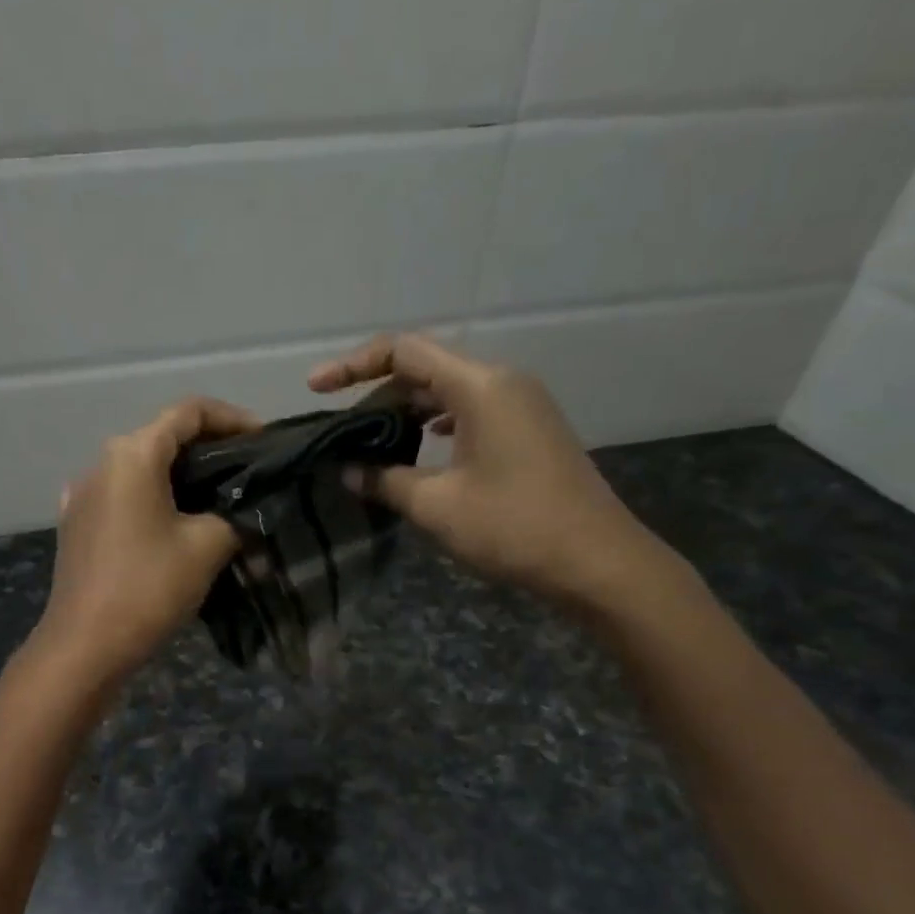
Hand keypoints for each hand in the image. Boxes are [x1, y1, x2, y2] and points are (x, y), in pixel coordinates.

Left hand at [29, 396, 259, 689]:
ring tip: (218, 501)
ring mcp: (83, 494)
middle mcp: (101, 463)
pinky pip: (123, 497)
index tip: (264, 441)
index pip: (189, 411)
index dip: (233, 419)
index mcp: (132, 454)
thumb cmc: (148, 587)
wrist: (85, 645)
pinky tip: (174, 526)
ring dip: (180, 477)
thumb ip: (232, 516)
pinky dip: (154, 500)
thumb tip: (236, 514)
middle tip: (247, 474)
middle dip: (209, 450)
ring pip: (142, 469)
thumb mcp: (207, 546)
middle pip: (162, 437)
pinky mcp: (77, 524)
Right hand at [308, 334, 666, 607]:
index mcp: (479, 386)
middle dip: (377, 395)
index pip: (404, 351)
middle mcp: (502, 382)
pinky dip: (435, 425)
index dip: (353, 365)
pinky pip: (470, 411)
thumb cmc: (513, 527)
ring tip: (370, 444)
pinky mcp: (528, 430)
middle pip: (426, 368)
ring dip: (406, 412)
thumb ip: (384, 481)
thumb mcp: (436, 505)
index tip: (317, 388)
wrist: (597, 562)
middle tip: (341, 433)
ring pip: (448, 392)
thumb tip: (346, 470)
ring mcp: (520, 405)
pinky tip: (418, 450)